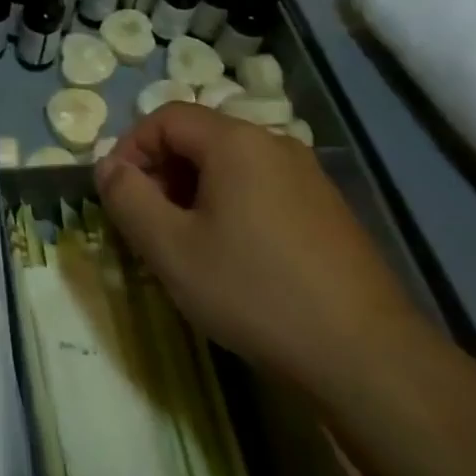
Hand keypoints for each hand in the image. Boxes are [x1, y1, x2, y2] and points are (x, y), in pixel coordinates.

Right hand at [96, 103, 427, 391]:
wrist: (368, 357)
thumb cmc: (255, 291)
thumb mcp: (170, 248)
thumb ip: (127, 198)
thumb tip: (107, 166)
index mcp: (235, 141)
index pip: (165, 118)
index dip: (131, 149)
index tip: (116, 195)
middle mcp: (274, 143)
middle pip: (199, 139)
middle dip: (161, 174)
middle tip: (147, 224)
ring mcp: (308, 176)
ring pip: (230, 167)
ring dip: (194, 194)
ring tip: (186, 245)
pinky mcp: (328, 210)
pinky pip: (262, 190)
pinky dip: (231, 208)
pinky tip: (234, 259)